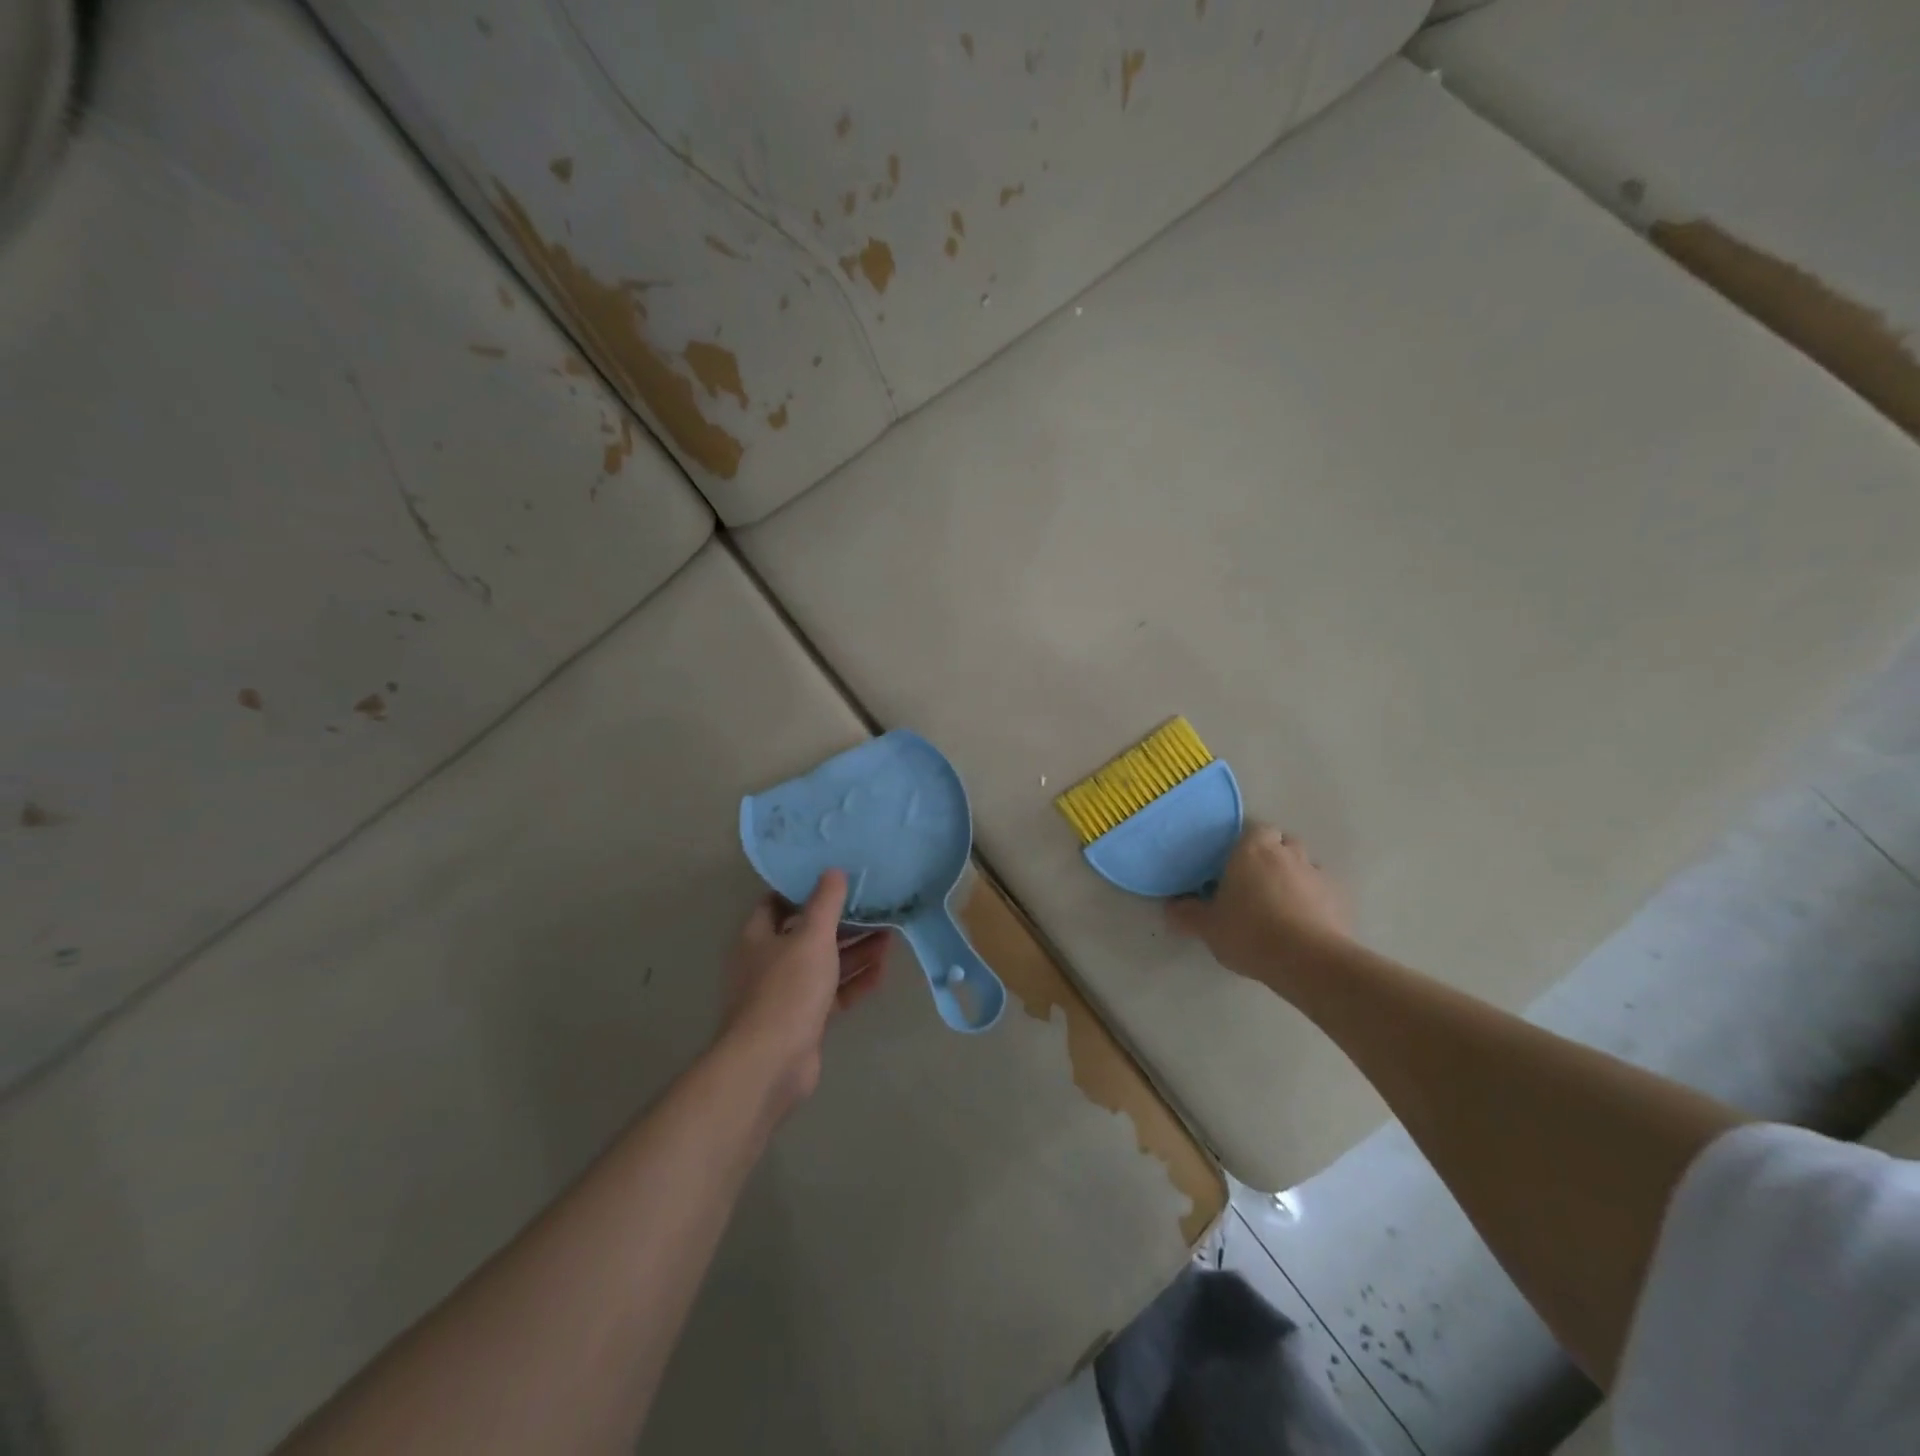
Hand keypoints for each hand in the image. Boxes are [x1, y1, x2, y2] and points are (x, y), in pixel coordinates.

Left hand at [718, 870, 889, 1115]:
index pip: (778, 902)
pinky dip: (855, 981)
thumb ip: (825, 903)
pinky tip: (883, 970)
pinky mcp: (805, 1019)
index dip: (804, 888)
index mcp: (759, 936)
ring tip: (889, 934)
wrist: (771, 1063)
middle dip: (841, 922)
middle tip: (875, 906)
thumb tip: (833, 870)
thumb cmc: (787, 989)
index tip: (835, 877)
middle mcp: (769, 961)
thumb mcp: (811, 937)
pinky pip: (834, 992)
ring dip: (855, 951)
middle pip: (808, 933)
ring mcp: (787, 992)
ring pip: (825, 963)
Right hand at [1165, 823, 1352, 985]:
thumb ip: (1187, 913)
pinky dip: (1314, 902)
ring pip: (1305, 867)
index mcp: (1253, 849)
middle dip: (1272, 857)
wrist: (1308, 961)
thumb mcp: (1207, 926)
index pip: (1254, 830)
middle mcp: (1288, 853)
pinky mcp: (1340, 900)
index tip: (1234, 866)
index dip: (1246, 845)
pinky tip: (1303, 925)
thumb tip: (1172, 907)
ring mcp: (1318, 875)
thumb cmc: (1250, 932)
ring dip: (1294, 879)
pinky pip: (1323, 892)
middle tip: (1255, 884)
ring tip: (1280, 906)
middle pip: (1283, 844)